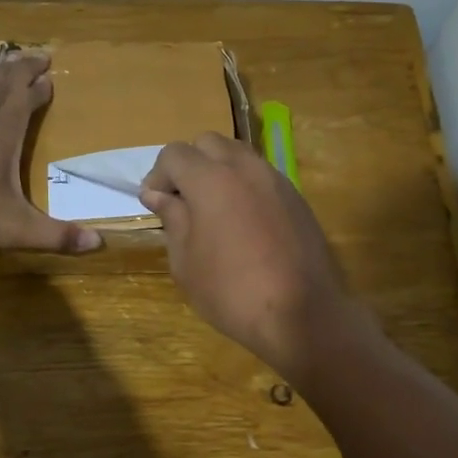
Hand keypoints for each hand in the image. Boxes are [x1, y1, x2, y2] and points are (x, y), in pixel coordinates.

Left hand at [0, 53, 102, 253]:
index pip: (25, 101)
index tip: (51, 75)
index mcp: (1, 134)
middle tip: (37, 55)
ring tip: (7, 71)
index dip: (39, 87)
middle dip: (21, 69)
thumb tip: (99, 243)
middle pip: (2, 85)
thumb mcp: (15, 229)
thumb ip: (56, 235)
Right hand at [139, 133, 362, 376]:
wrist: (302, 314)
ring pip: (239, 155)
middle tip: (182, 201)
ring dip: (218, 171)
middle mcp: (245, 167)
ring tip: (212, 210)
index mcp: (211, 179)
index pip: (174, 153)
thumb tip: (160, 195)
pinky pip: (262, 175)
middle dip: (189, 164)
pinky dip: (244, 185)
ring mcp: (276, 180)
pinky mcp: (297, 198)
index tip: (155, 204)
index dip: (158, 175)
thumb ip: (172, 219)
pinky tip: (242, 222)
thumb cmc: (231, 291)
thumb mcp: (186, 261)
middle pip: (208, 143)